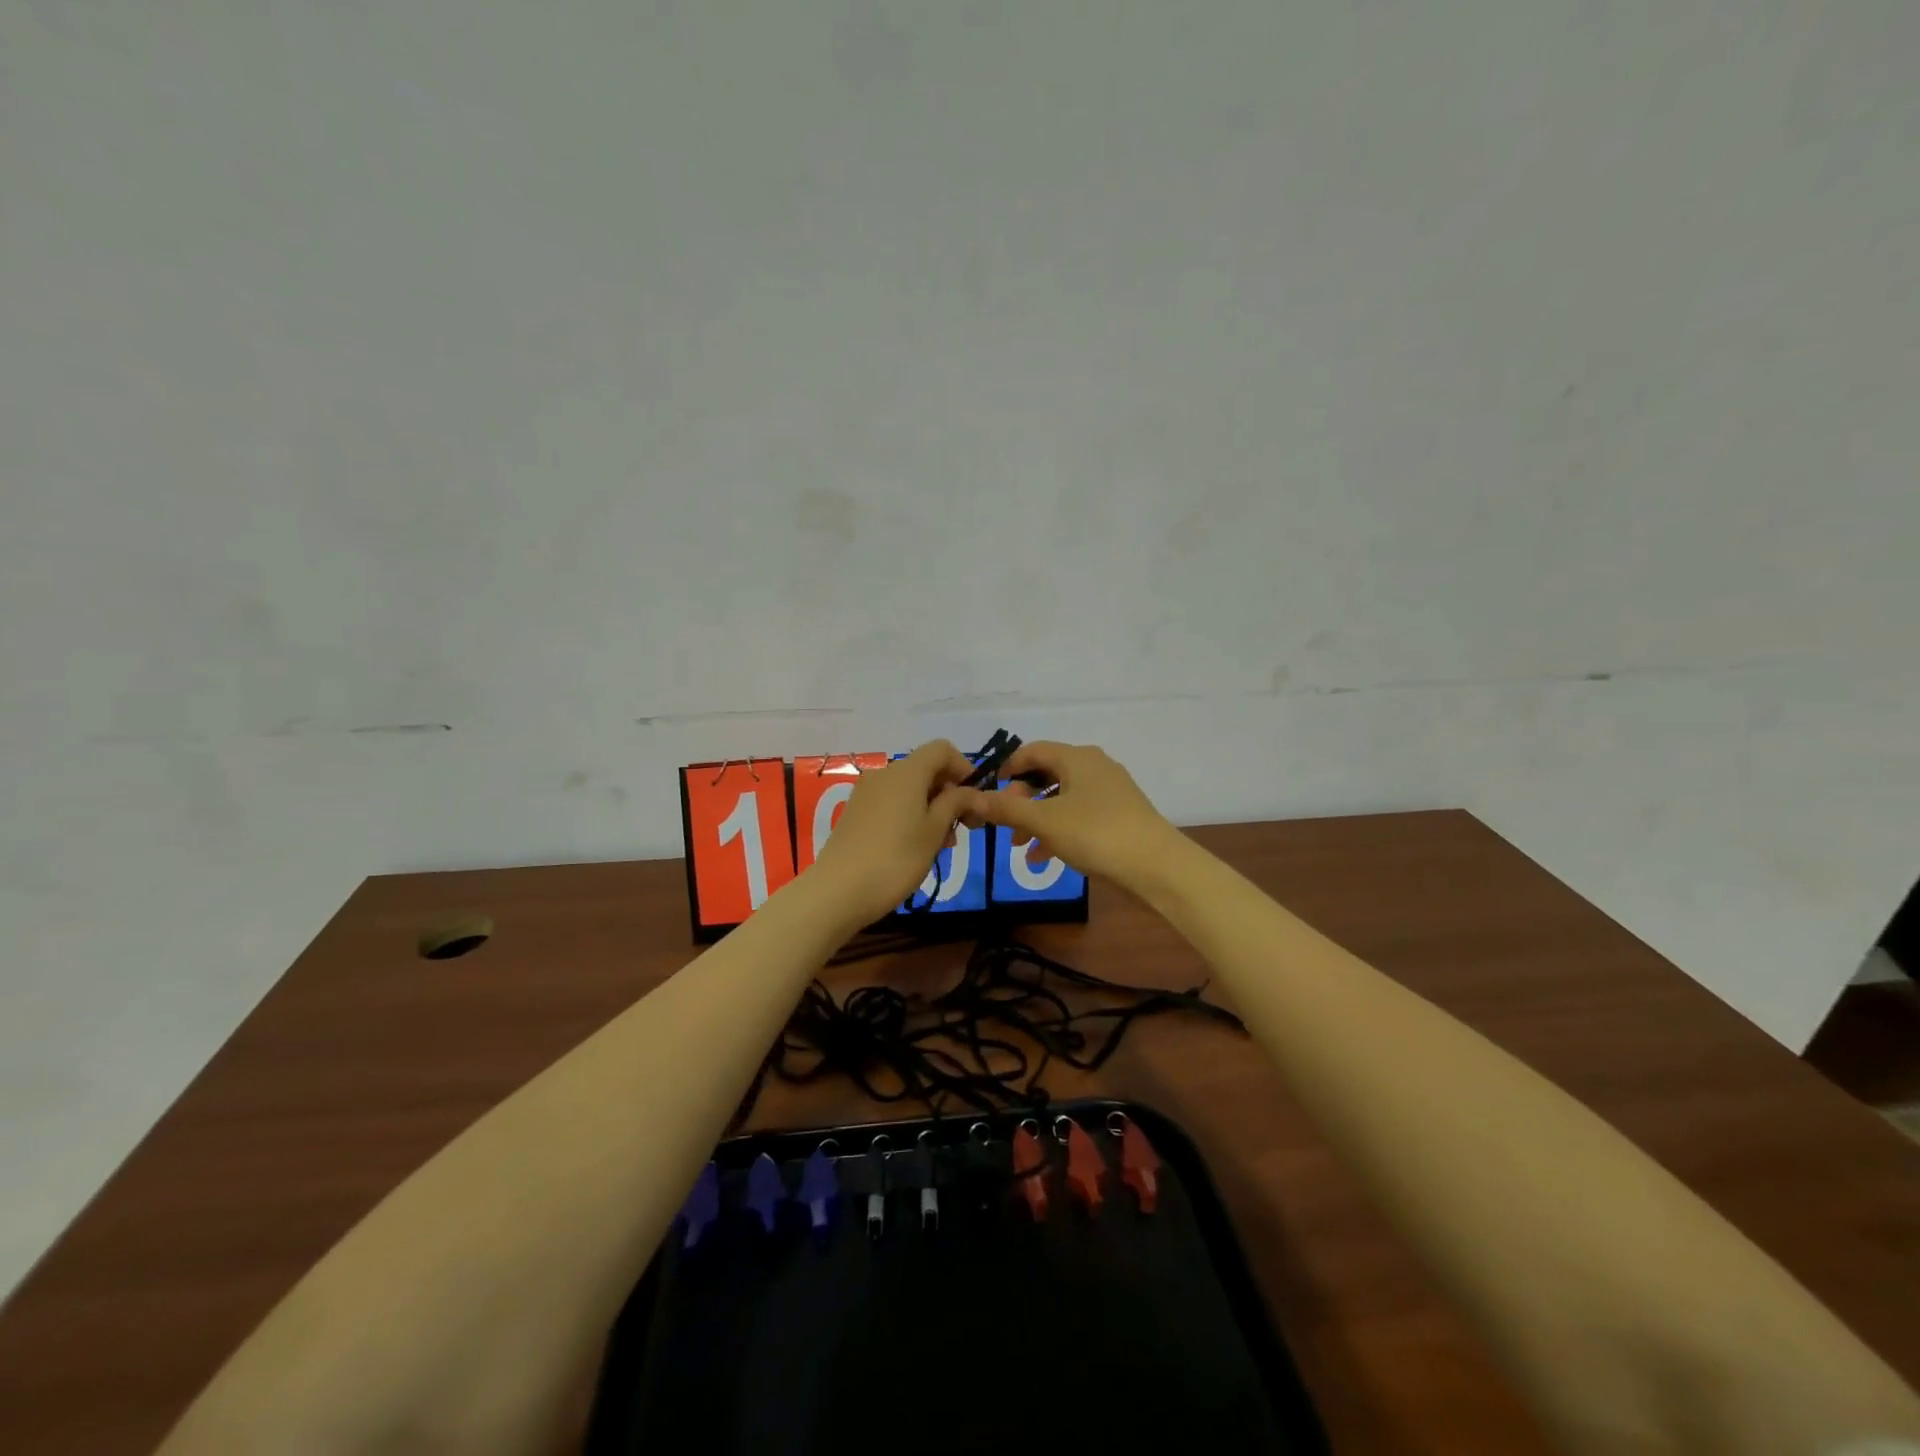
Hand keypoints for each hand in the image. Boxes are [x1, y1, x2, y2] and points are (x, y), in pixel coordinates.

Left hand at [807, 741, 986, 926]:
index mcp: (907, 772)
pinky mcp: (856, 813)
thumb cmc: (896, 858)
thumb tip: (977, 793)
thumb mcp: (935, 831)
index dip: (964, 767)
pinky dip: (911, 815)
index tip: (975, 798)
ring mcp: (866, 793)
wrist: (838, 891)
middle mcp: (885, 774)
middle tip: (965, 827)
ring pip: (910, 789)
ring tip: (943, 844)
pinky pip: (892, 803)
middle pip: (926, 769)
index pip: (942, 749)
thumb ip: (957, 804)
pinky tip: (917, 847)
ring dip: (933, 808)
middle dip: (950, 793)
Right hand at [978, 742, 1181, 891]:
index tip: (989, 792)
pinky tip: (1043, 858)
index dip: (1007, 769)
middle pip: (1047, 775)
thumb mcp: (1044, 822)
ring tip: (1019, 846)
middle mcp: (1094, 766)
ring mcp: (1110, 791)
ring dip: (1037, 819)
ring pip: (1062, 798)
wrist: (1157, 866)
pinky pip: (1079, 815)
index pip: (1032, 750)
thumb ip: (1007, 809)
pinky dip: (1058, 830)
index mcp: (1076, 758)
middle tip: (1004, 825)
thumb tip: (973, 797)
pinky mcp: (1120, 814)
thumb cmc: (1096, 834)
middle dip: (1021, 800)